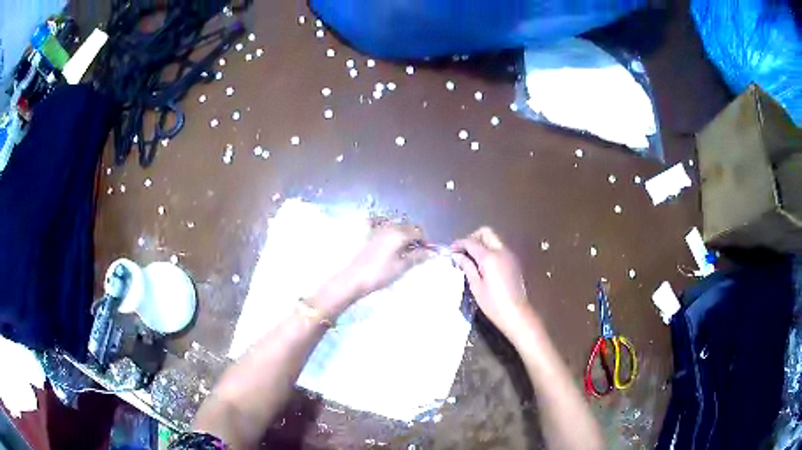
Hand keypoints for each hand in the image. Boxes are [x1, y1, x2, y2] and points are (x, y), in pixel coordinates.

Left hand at [326, 224, 427, 303]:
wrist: (352, 278)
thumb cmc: (379, 273)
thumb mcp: (401, 266)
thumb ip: (417, 257)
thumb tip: (431, 252)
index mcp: (399, 233)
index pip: (418, 231)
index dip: (425, 241)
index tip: (426, 252)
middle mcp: (388, 226)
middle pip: (407, 227)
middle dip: (414, 237)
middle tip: (416, 252)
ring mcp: (377, 229)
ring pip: (396, 227)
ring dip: (403, 235)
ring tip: (403, 251)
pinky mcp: (368, 234)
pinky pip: (385, 229)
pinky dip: (391, 234)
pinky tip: (390, 247)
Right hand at [452, 227, 535, 339]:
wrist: (516, 313)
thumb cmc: (493, 303)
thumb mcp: (476, 286)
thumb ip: (467, 266)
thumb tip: (457, 255)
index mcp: (489, 257)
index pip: (471, 242)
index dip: (459, 244)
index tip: (451, 251)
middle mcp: (501, 251)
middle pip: (486, 232)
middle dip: (472, 238)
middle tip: (463, 251)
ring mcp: (509, 255)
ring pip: (494, 239)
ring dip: (482, 243)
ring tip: (471, 258)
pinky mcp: (513, 262)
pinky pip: (499, 248)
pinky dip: (489, 250)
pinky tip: (483, 264)